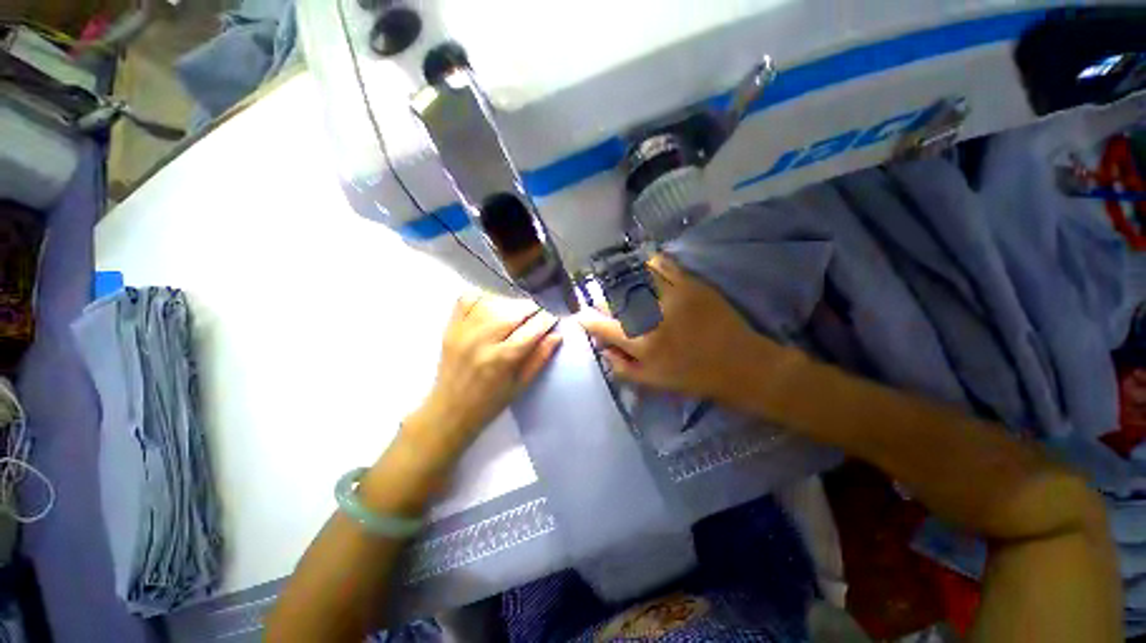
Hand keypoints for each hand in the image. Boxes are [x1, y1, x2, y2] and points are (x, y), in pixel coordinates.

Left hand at [403, 293, 562, 461]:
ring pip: (493, 302)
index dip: (547, 320)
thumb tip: (557, 335)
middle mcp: (482, 341)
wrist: (449, 410)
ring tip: (518, 312)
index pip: (532, 329)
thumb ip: (539, 358)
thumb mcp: (520, 386)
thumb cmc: (490, 403)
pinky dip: (484, 297)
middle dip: (532, 309)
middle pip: (513, 311)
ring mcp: (463, 331)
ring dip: (511, 303)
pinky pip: (468, 299)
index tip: (552, 320)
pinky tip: (493, 306)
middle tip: (538, 315)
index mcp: (502, 359)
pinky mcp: (450, 327)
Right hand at [577, 255, 783, 403]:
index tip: (581, 315)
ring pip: (636, 278)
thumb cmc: (694, 377)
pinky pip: (664, 266)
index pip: (603, 326)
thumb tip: (603, 349)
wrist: (741, 364)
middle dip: (603, 299)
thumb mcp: (654, 383)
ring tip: (620, 280)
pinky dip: (651, 263)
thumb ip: (623, 368)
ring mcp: (672, 297)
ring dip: (623, 277)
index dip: (587, 320)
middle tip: (602, 300)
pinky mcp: (691, 285)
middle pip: (615, 299)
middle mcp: (653, 318)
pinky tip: (646, 267)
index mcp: (643, 345)